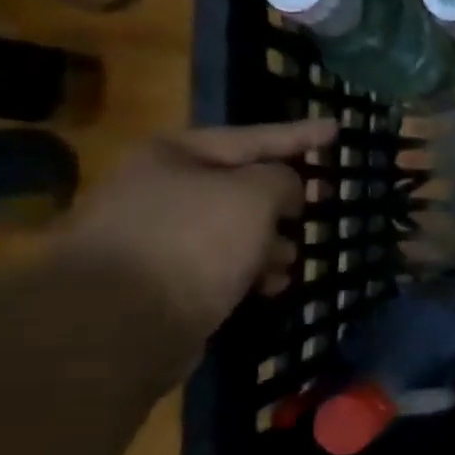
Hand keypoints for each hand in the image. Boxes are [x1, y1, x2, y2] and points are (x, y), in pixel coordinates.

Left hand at [59, 119, 337, 334]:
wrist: (117, 325)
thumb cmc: (193, 241)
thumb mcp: (255, 195)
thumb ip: (284, 179)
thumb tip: (285, 191)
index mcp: (173, 156)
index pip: (253, 137)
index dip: (300, 134)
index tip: (337, 129)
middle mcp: (159, 191)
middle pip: (241, 186)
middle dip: (284, 201)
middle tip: (322, 203)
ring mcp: (156, 239)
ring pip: (234, 231)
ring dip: (270, 243)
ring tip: (295, 258)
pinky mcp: (160, 283)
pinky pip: (220, 266)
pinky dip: (249, 272)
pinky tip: (270, 286)